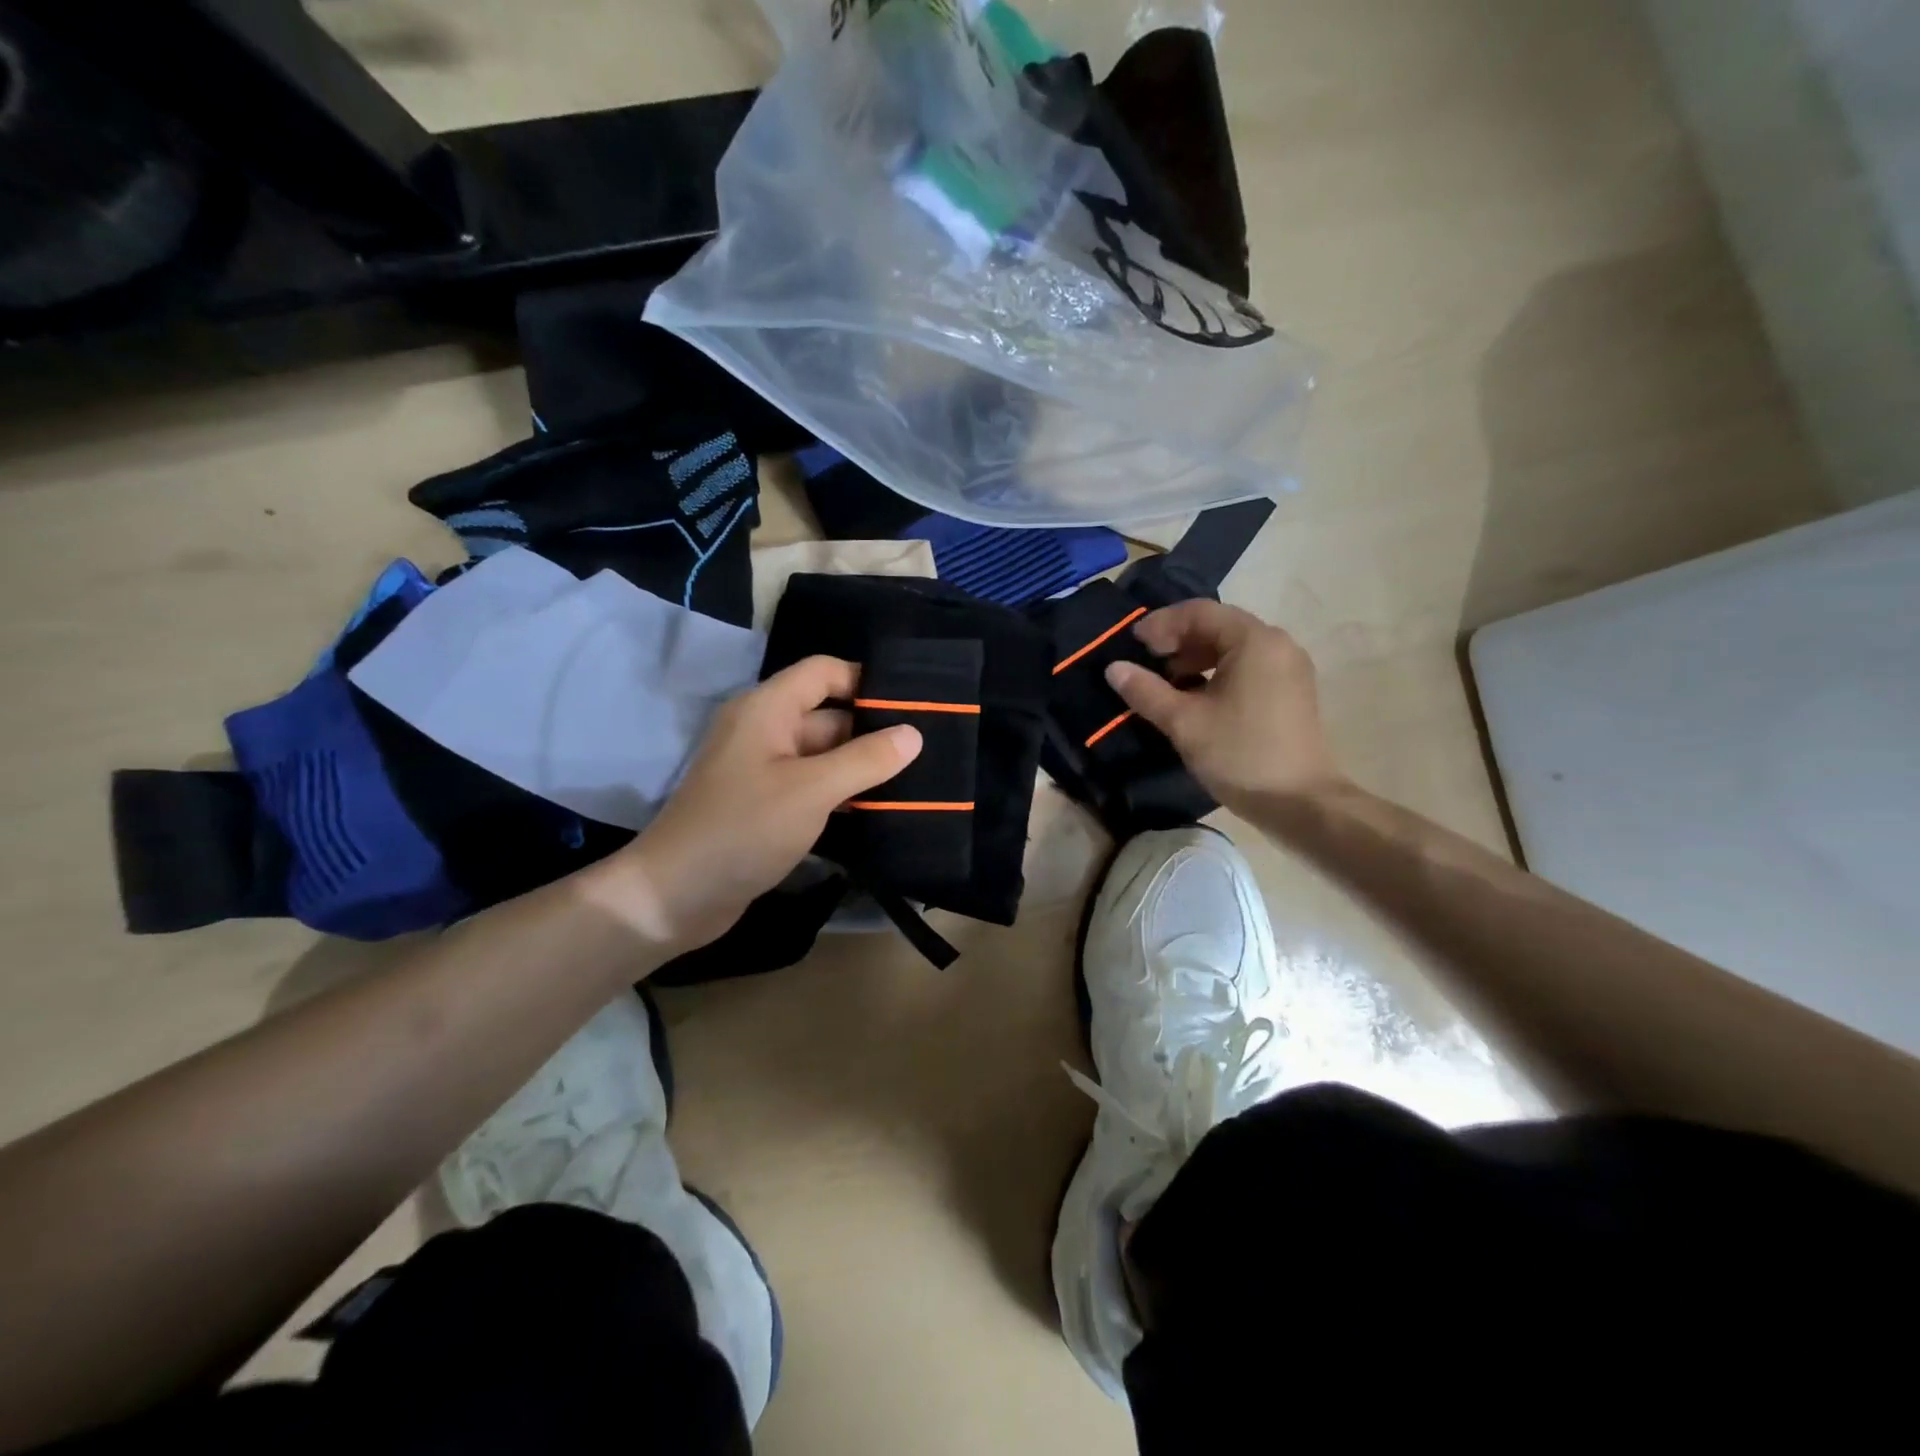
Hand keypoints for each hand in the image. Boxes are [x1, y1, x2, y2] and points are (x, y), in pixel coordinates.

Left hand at [583, 656, 921, 950]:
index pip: (824, 673)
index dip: (866, 682)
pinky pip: (813, 787)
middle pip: (828, 716)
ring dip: (862, 767)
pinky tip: (881, 810)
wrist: (675, 897)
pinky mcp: (766, 806)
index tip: (913, 706)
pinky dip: (842, 794)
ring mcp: (764, 771)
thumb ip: (866, 759)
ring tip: (916, 781)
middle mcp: (765, 731)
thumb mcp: (812, 790)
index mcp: (767, 710)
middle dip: (873, 731)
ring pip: (824, 756)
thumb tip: (913, 734)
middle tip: (927, 750)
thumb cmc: (743, 829)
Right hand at [1105, 600, 1344, 813]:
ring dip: (1194, 657)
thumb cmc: (1241, 755)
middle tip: (1146, 661)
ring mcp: (1288, 668)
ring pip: (1232, 647)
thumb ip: (1146, 691)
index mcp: (1254, 641)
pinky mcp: (1290, 691)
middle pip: (1218, 625)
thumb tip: (1114, 669)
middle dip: (1177, 640)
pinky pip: (1246, 666)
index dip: (1161, 624)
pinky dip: (1216, 672)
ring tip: (1166, 682)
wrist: (1301, 803)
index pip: (1199, 612)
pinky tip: (1194, 698)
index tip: (1132, 645)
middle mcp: (1277, 644)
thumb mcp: (1184, 722)